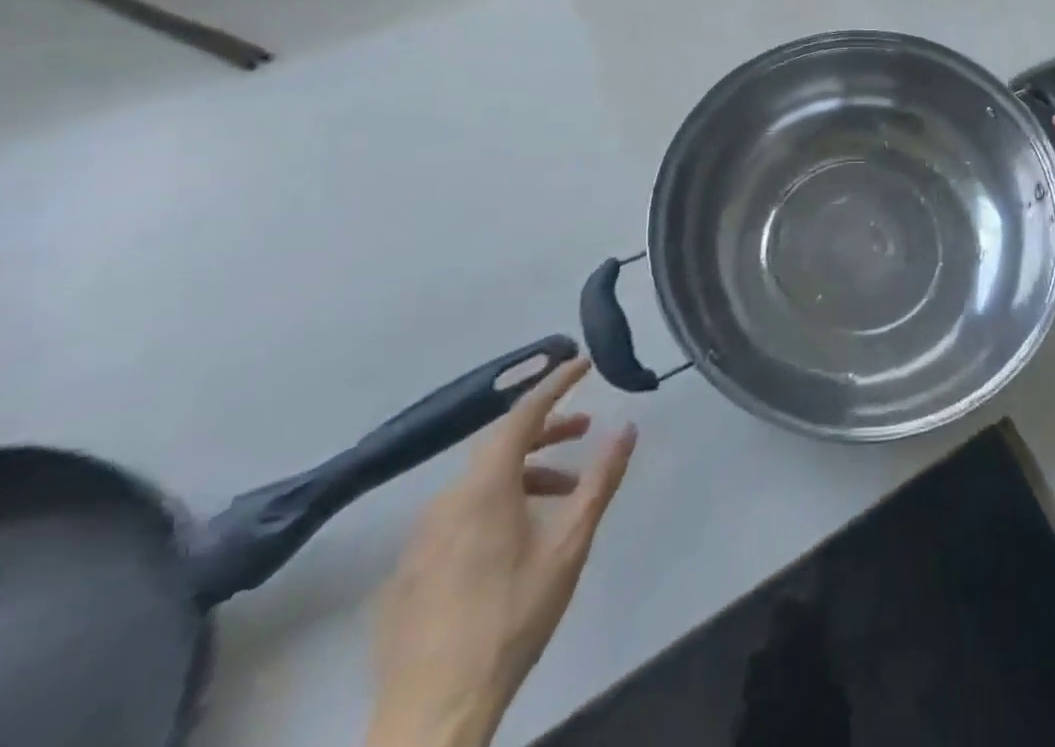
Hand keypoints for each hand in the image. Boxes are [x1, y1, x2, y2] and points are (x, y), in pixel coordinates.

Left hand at [367, 358, 637, 746]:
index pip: (522, 414)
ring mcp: (419, 539)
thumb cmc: (513, 617)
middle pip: (500, 446)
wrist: (433, 714)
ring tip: (562, 496)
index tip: (583, 362)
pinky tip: (516, 541)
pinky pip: (458, 516)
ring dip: (525, 473)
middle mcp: (445, 501)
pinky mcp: (408, 574)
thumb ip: (600, 480)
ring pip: (479, 483)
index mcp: (483, 487)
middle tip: (584, 430)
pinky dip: (495, 506)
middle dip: (546, 430)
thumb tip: (627, 427)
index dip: (555, 384)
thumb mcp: (570, 544)